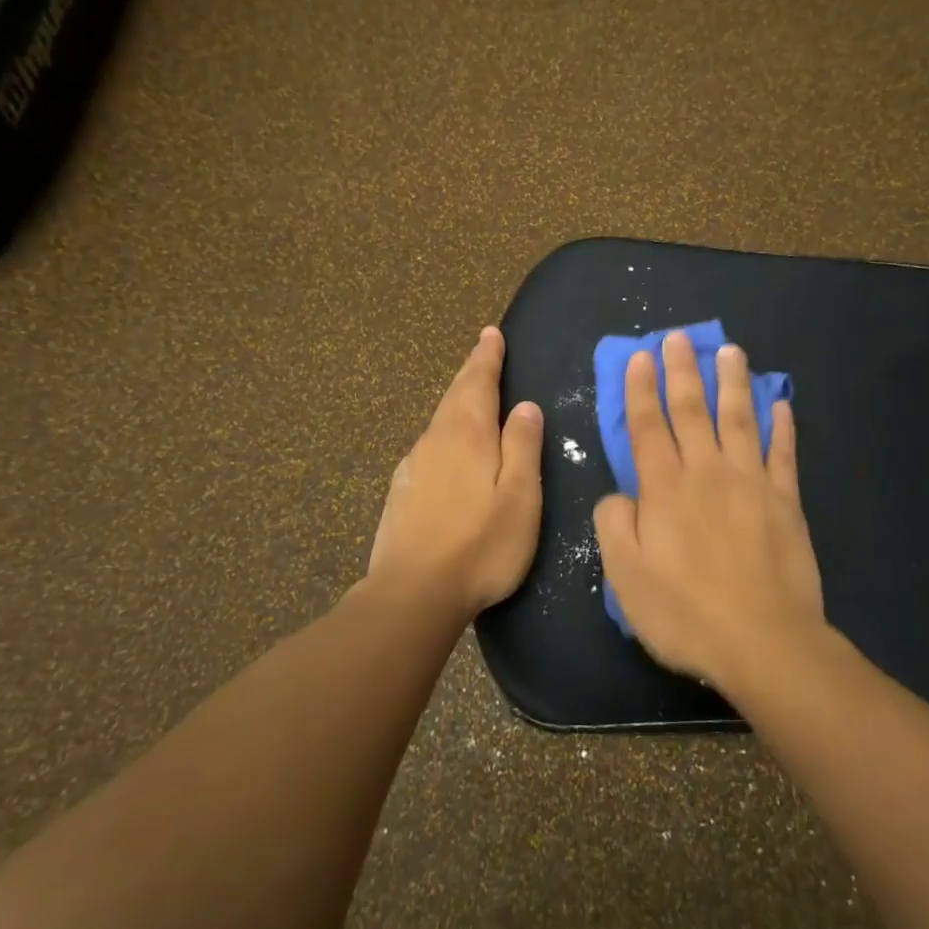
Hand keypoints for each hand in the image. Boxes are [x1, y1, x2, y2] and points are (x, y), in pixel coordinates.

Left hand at [368, 327, 543, 617]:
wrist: (413, 593)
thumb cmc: (480, 545)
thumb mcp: (520, 496)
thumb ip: (523, 447)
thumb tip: (526, 406)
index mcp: (468, 435)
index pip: (478, 383)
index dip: (486, 357)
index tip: (490, 334)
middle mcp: (435, 441)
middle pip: (454, 396)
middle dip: (470, 372)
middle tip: (482, 350)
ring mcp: (413, 467)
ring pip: (438, 422)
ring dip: (456, 401)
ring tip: (469, 393)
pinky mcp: (401, 493)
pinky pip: (428, 447)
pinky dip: (443, 433)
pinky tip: (446, 448)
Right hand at [593, 329, 825, 694]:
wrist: (763, 642)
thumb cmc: (685, 614)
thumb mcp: (625, 577)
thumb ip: (614, 526)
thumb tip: (619, 494)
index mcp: (664, 489)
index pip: (648, 427)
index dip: (640, 390)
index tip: (639, 357)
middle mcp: (707, 473)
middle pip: (692, 411)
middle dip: (681, 371)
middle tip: (678, 337)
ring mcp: (751, 483)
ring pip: (739, 419)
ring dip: (732, 382)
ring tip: (729, 351)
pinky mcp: (786, 501)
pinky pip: (783, 453)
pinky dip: (782, 426)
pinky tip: (780, 402)